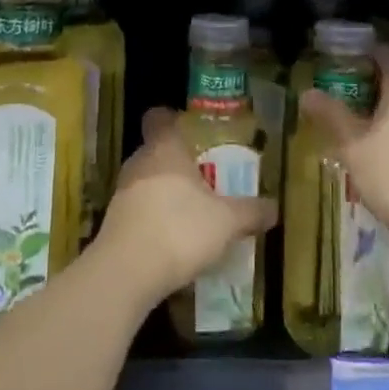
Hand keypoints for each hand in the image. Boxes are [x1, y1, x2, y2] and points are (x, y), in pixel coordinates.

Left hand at [95, 108, 277, 307]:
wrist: (127, 271)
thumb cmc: (180, 229)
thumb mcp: (227, 222)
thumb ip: (250, 211)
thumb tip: (275, 207)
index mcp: (165, 148)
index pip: (159, 117)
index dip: (173, 119)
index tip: (192, 130)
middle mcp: (139, 161)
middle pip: (156, 150)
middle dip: (178, 162)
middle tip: (205, 177)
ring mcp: (122, 191)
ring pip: (146, 180)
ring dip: (165, 192)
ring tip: (192, 211)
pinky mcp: (113, 221)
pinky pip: (138, 209)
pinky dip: (153, 218)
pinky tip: (172, 240)